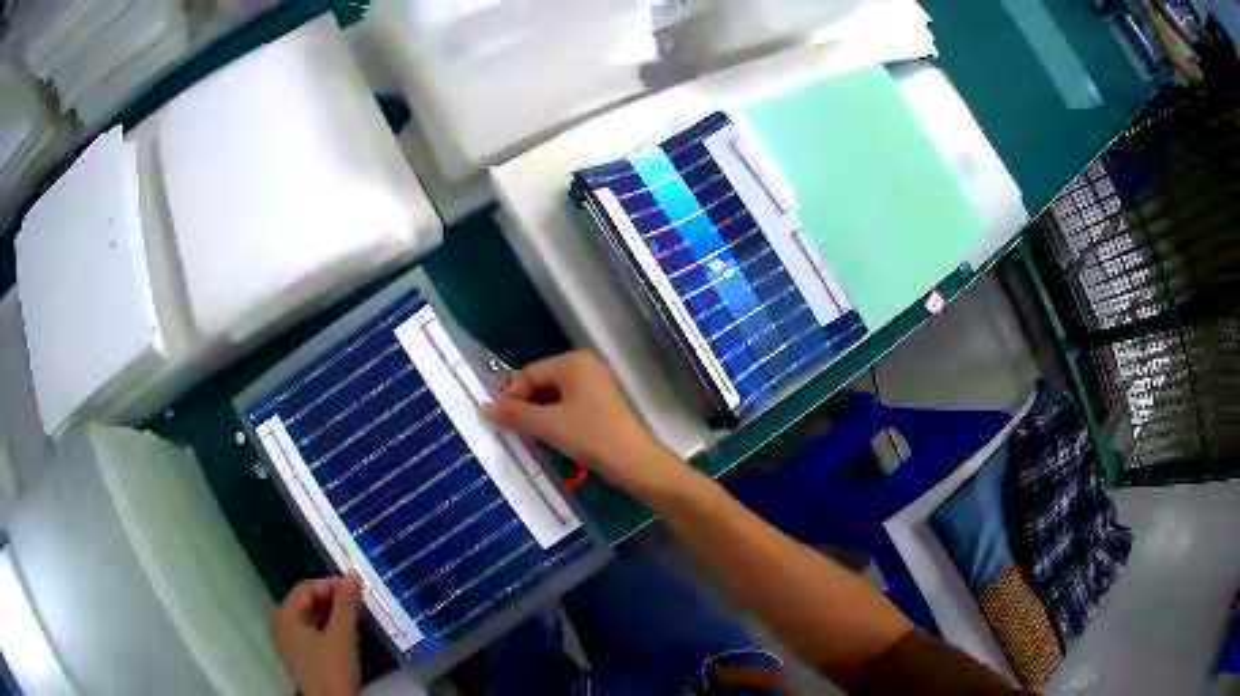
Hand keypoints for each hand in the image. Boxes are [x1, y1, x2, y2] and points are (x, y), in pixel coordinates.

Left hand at [272, 574, 362, 695]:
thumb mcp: (342, 636)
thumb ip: (346, 604)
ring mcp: (287, 641)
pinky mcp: (298, 655)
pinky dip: (326, 627)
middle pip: (306, 601)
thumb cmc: (332, 669)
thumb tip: (353, 575)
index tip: (356, 587)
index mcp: (285, 615)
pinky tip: (344, 632)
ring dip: (331, 613)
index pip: (306, 588)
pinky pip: (310, 631)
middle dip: (331, 599)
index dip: (330, 584)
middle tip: (356, 601)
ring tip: (354, 615)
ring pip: (309, 617)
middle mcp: (280, 623)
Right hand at [481, 351, 688, 497]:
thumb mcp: (548, 426)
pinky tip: (552, 438)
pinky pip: (569, 405)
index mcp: (572, 362)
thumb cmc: (591, 437)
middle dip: (525, 406)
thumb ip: (514, 415)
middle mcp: (585, 366)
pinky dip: (556, 419)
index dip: (511, 397)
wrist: (636, 462)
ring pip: (554, 397)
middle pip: (541, 383)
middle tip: (513, 432)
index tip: (498, 422)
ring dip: (539, 415)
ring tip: (531, 438)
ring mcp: (596, 384)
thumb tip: (483, 407)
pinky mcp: (602, 404)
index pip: (528, 374)